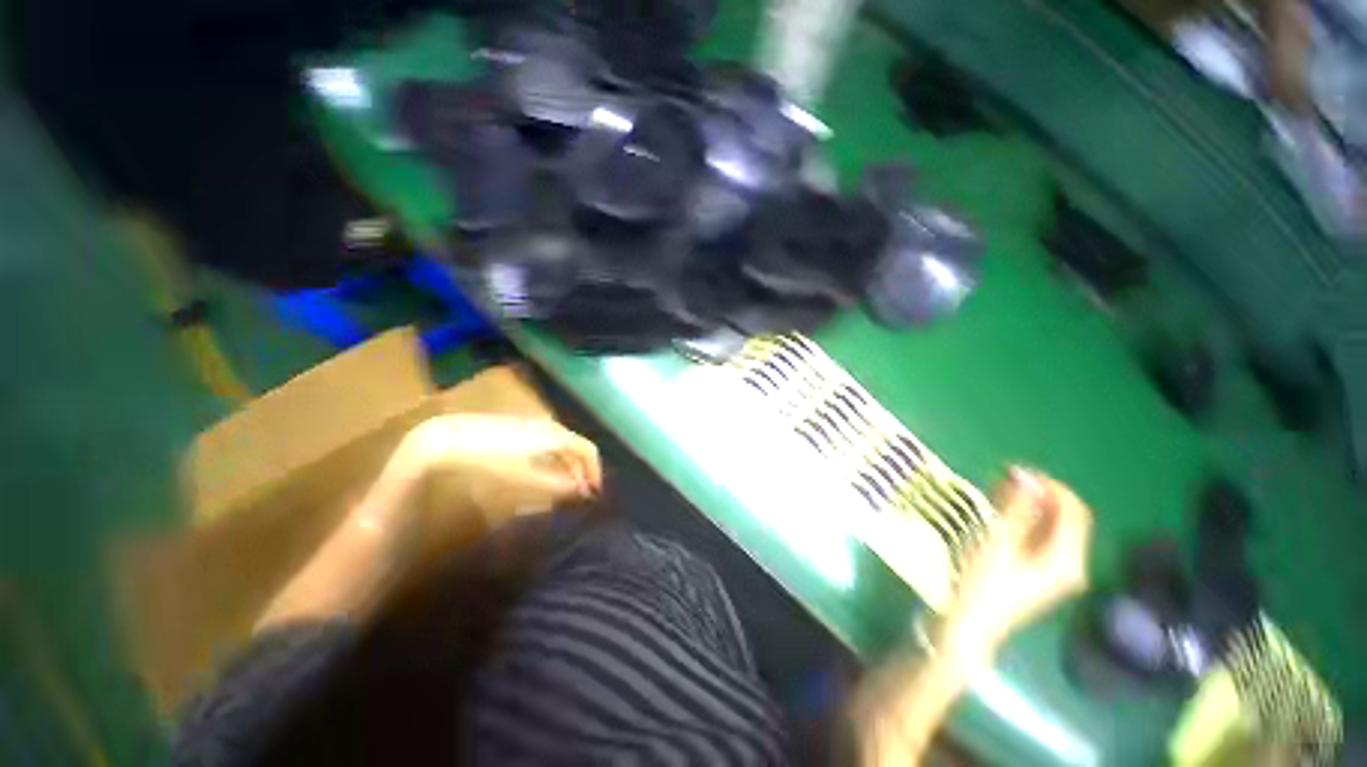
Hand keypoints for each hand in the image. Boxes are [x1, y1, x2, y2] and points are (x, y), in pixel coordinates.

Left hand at [399, 414, 601, 518]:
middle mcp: (549, 426)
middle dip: (582, 470)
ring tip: (566, 486)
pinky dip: (555, 458)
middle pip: (576, 446)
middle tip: (582, 494)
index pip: (587, 449)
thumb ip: (556, 485)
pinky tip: (545, 471)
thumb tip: (583, 492)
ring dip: (568, 465)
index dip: (594, 470)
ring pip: (562, 445)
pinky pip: (549, 443)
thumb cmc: (489, 459)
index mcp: (555, 435)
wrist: (447, 439)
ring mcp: (533, 425)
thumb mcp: (524, 477)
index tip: (594, 493)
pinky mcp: (519, 429)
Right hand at [944, 468, 1092, 660]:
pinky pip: (1045, 536)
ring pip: (1054, 526)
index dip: (1050, 486)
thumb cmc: (984, 584)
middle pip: (1066, 517)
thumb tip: (1024, 474)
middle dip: (1039, 494)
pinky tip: (1003, 513)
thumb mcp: (998, 542)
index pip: (1073, 510)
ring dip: (1031, 505)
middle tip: (1003, 479)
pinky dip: (1028, 520)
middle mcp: (1072, 563)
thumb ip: (1015, 508)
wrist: (973, 624)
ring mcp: (1059, 569)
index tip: (1017, 471)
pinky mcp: (1044, 572)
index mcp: (1067, 558)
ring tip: (999, 492)